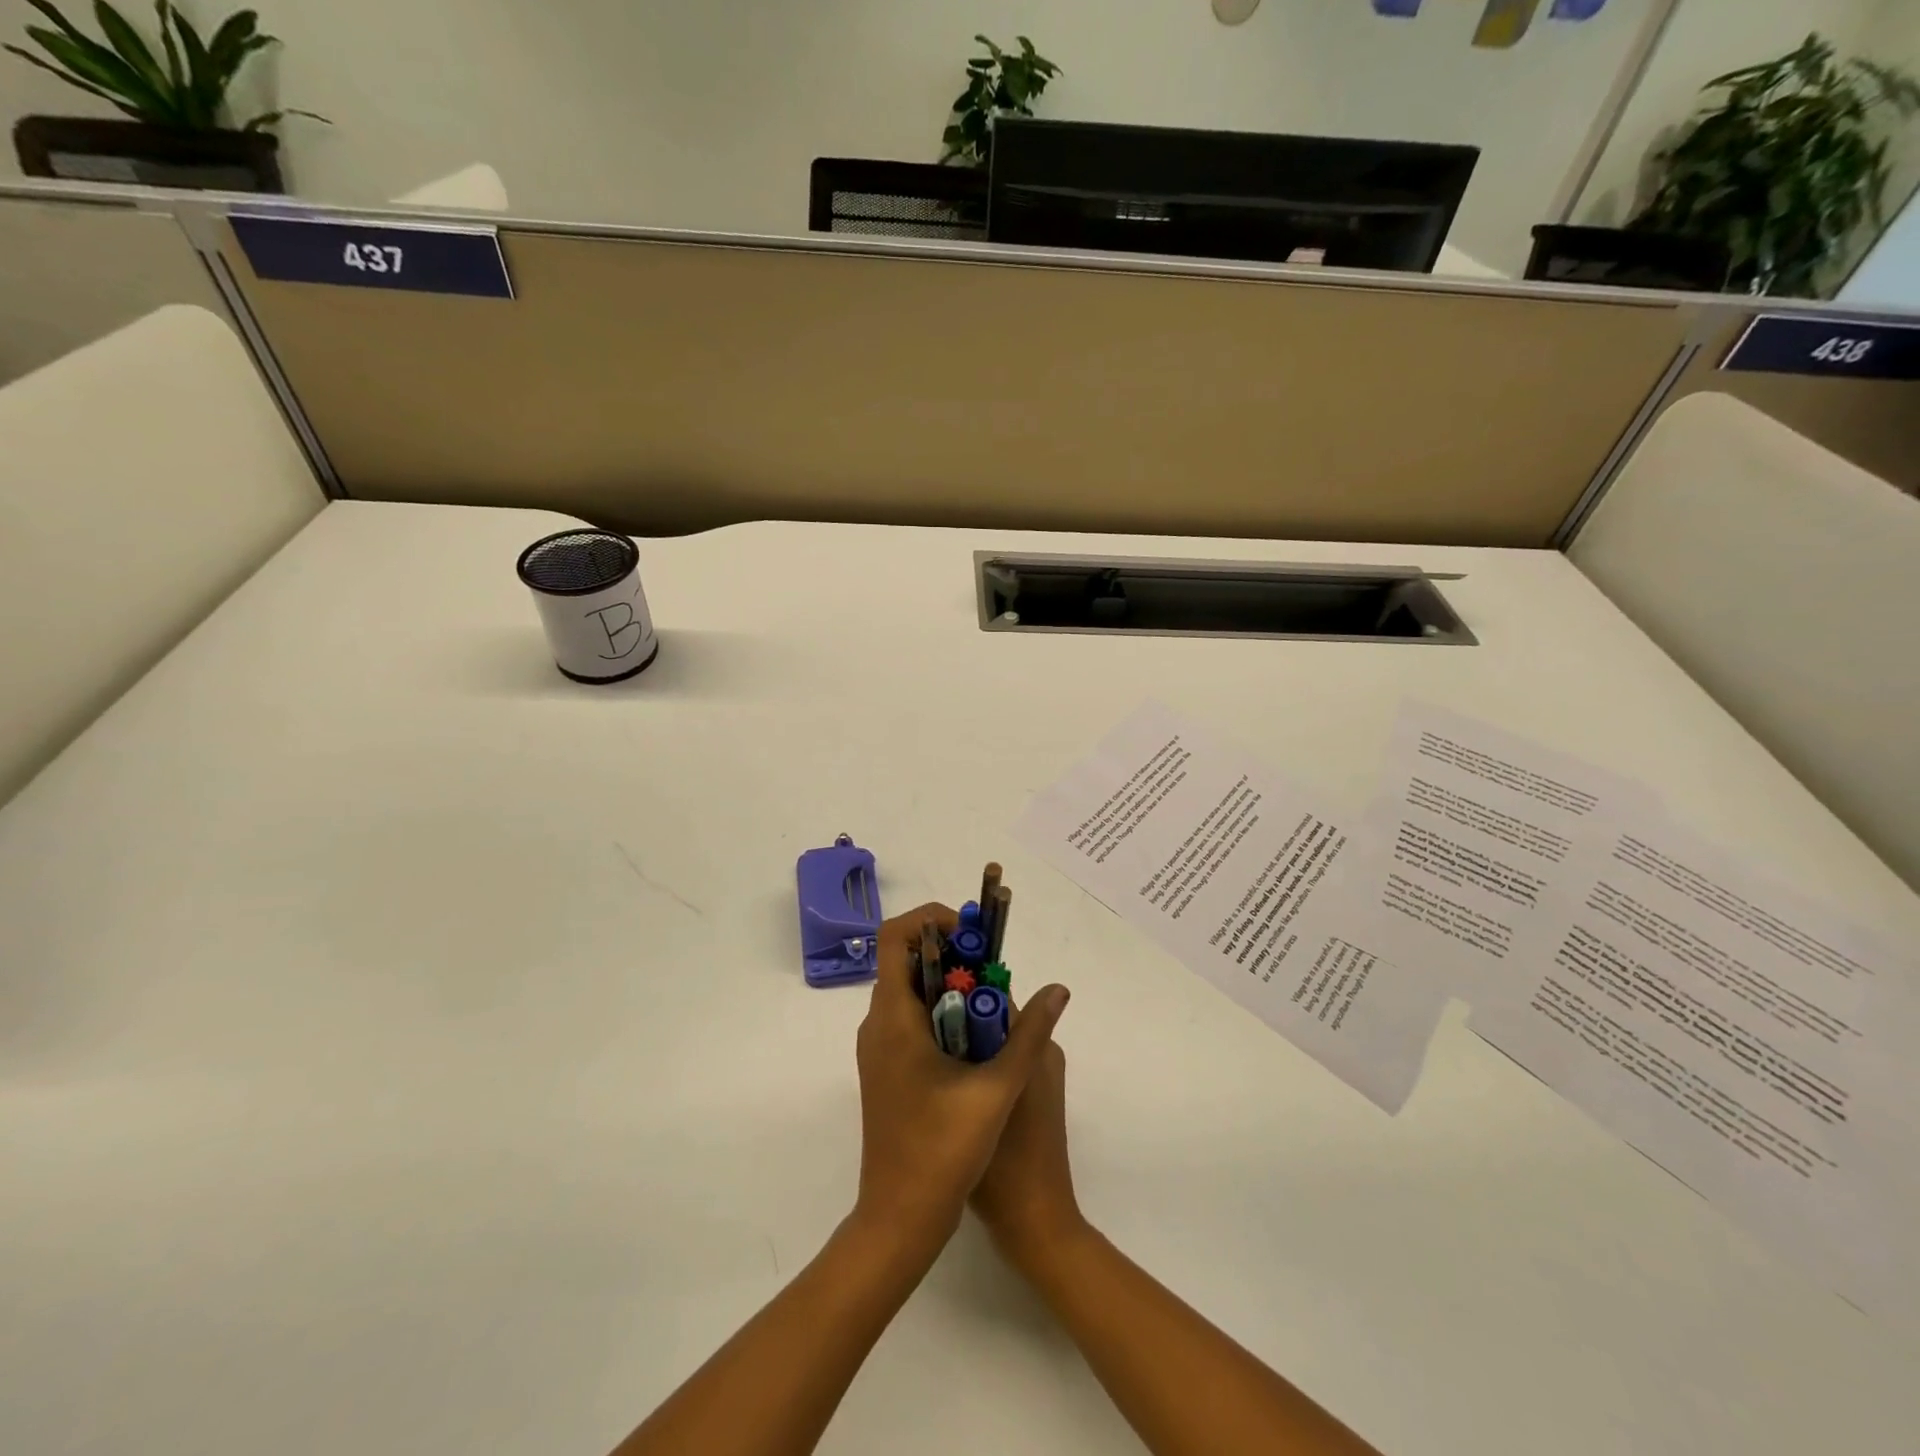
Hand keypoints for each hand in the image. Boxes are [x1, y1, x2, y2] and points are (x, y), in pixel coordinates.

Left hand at [852, 903, 1070, 1261]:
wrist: (900, 1218)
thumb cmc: (943, 1151)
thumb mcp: (997, 1089)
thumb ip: (1029, 1034)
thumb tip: (1057, 989)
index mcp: (892, 1018)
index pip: (893, 937)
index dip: (929, 919)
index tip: (970, 932)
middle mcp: (876, 1024)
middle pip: (905, 960)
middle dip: (949, 950)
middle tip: (991, 963)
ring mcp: (878, 1049)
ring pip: (909, 991)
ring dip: (947, 981)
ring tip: (990, 998)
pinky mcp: (885, 1069)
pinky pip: (909, 1018)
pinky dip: (940, 1009)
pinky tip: (975, 1036)